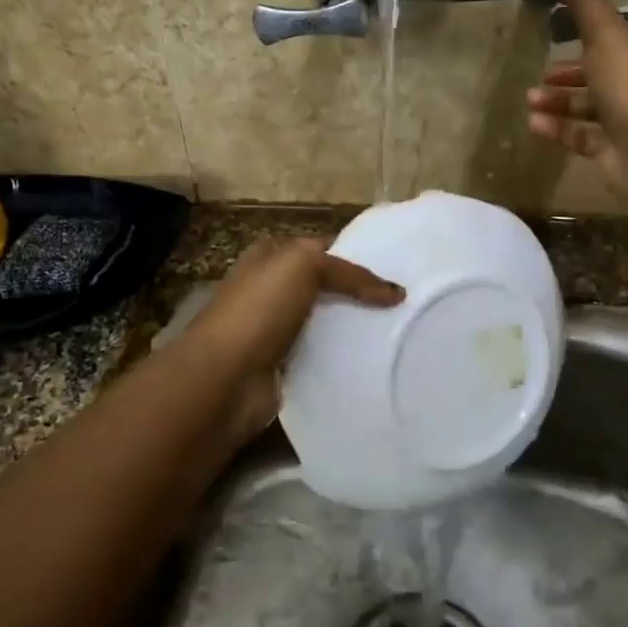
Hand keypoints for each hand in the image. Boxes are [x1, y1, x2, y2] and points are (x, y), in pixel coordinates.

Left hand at [183, 237, 403, 440]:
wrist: (224, 378)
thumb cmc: (258, 310)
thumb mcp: (304, 267)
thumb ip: (350, 273)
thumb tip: (396, 292)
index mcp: (269, 257)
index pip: (321, 248)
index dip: (356, 255)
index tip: (396, 269)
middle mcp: (270, 290)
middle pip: (325, 286)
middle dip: (360, 293)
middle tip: (403, 304)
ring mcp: (275, 330)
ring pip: (325, 322)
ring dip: (354, 327)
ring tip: (398, 332)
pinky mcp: (283, 366)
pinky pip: (321, 355)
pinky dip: (342, 358)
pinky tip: (372, 360)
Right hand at [526, 0, 627, 197]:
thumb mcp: (604, 31)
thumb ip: (584, 2)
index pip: (622, 34)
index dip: (593, 33)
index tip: (563, 33)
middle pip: (603, 72)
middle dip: (569, 73)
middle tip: (543, 73)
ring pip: (590, 106)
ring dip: (559, 102)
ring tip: (530, 100)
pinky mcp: (615, 150)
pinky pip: (583, 136)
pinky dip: (559, 128)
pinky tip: (535, 124)